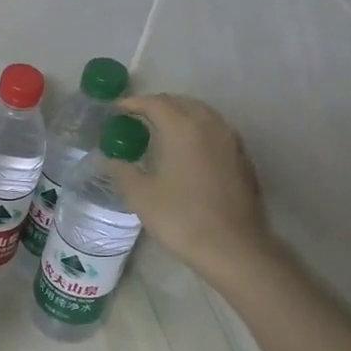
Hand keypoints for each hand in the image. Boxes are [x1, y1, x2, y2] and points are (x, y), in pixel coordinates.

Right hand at [107, 94, 272, 284]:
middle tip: (135, 119)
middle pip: (181, 103)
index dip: (132, 103)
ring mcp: (231, 141)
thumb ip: (122, 171)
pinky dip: (196, 131)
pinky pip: (215, 131)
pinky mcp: (242, 158)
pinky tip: (186, 151)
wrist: (233, 247)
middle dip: (157, 106)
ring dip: (179, 116)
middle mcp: (210, 125)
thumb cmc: (181, 217)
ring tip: (160, 131)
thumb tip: (107, 160)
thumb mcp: (141, 195)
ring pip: (202, 114)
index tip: (115, 111)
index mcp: (182, 128)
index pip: (154, 103)